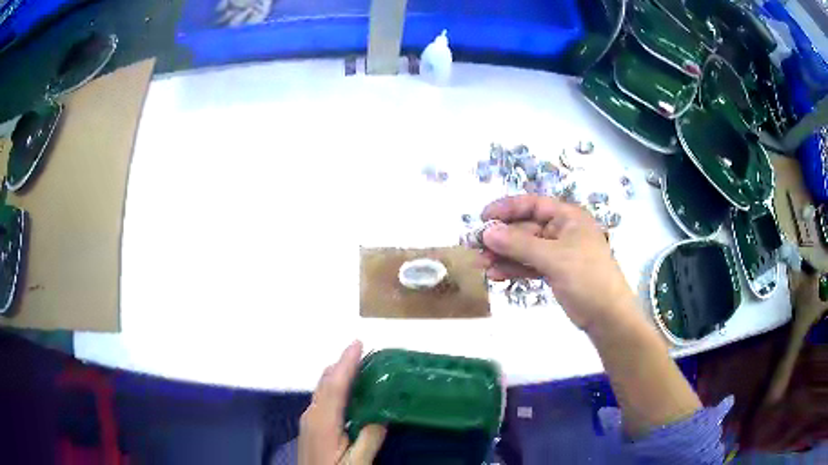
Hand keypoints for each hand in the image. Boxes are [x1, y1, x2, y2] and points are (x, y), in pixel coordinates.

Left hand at [299, 341, 386, 464]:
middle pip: (326, 382)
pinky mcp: (311, 425)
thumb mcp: (357, 462)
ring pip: (323, 388)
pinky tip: (348, 390)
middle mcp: (312, 415)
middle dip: (343, 363)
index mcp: (323, 422)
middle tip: (363, 351)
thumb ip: (369, 439)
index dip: (346, 363)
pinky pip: (323, 397)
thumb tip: (383, 414)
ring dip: (339, 373)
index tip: (357, 343)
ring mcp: (309, 419)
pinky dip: (336, 386)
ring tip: (359, 365)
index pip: (335, 386)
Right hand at [479, 195, 637, 331]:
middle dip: (502, 239)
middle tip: (477, 249)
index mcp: (568, 218)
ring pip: (525, 249)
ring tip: (481, 266)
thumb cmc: (587, 278)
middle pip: (526, 229)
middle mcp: (562, 231)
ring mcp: (558, 253)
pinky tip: (496, 275)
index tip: (483, 218)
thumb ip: (519, 244)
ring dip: (504, 256)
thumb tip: (487, 231)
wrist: (607, 316)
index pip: (533, 205)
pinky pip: (530, 265)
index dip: (507, 208)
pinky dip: (514, 269)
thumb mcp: (554, 258)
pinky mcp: (555, 272)